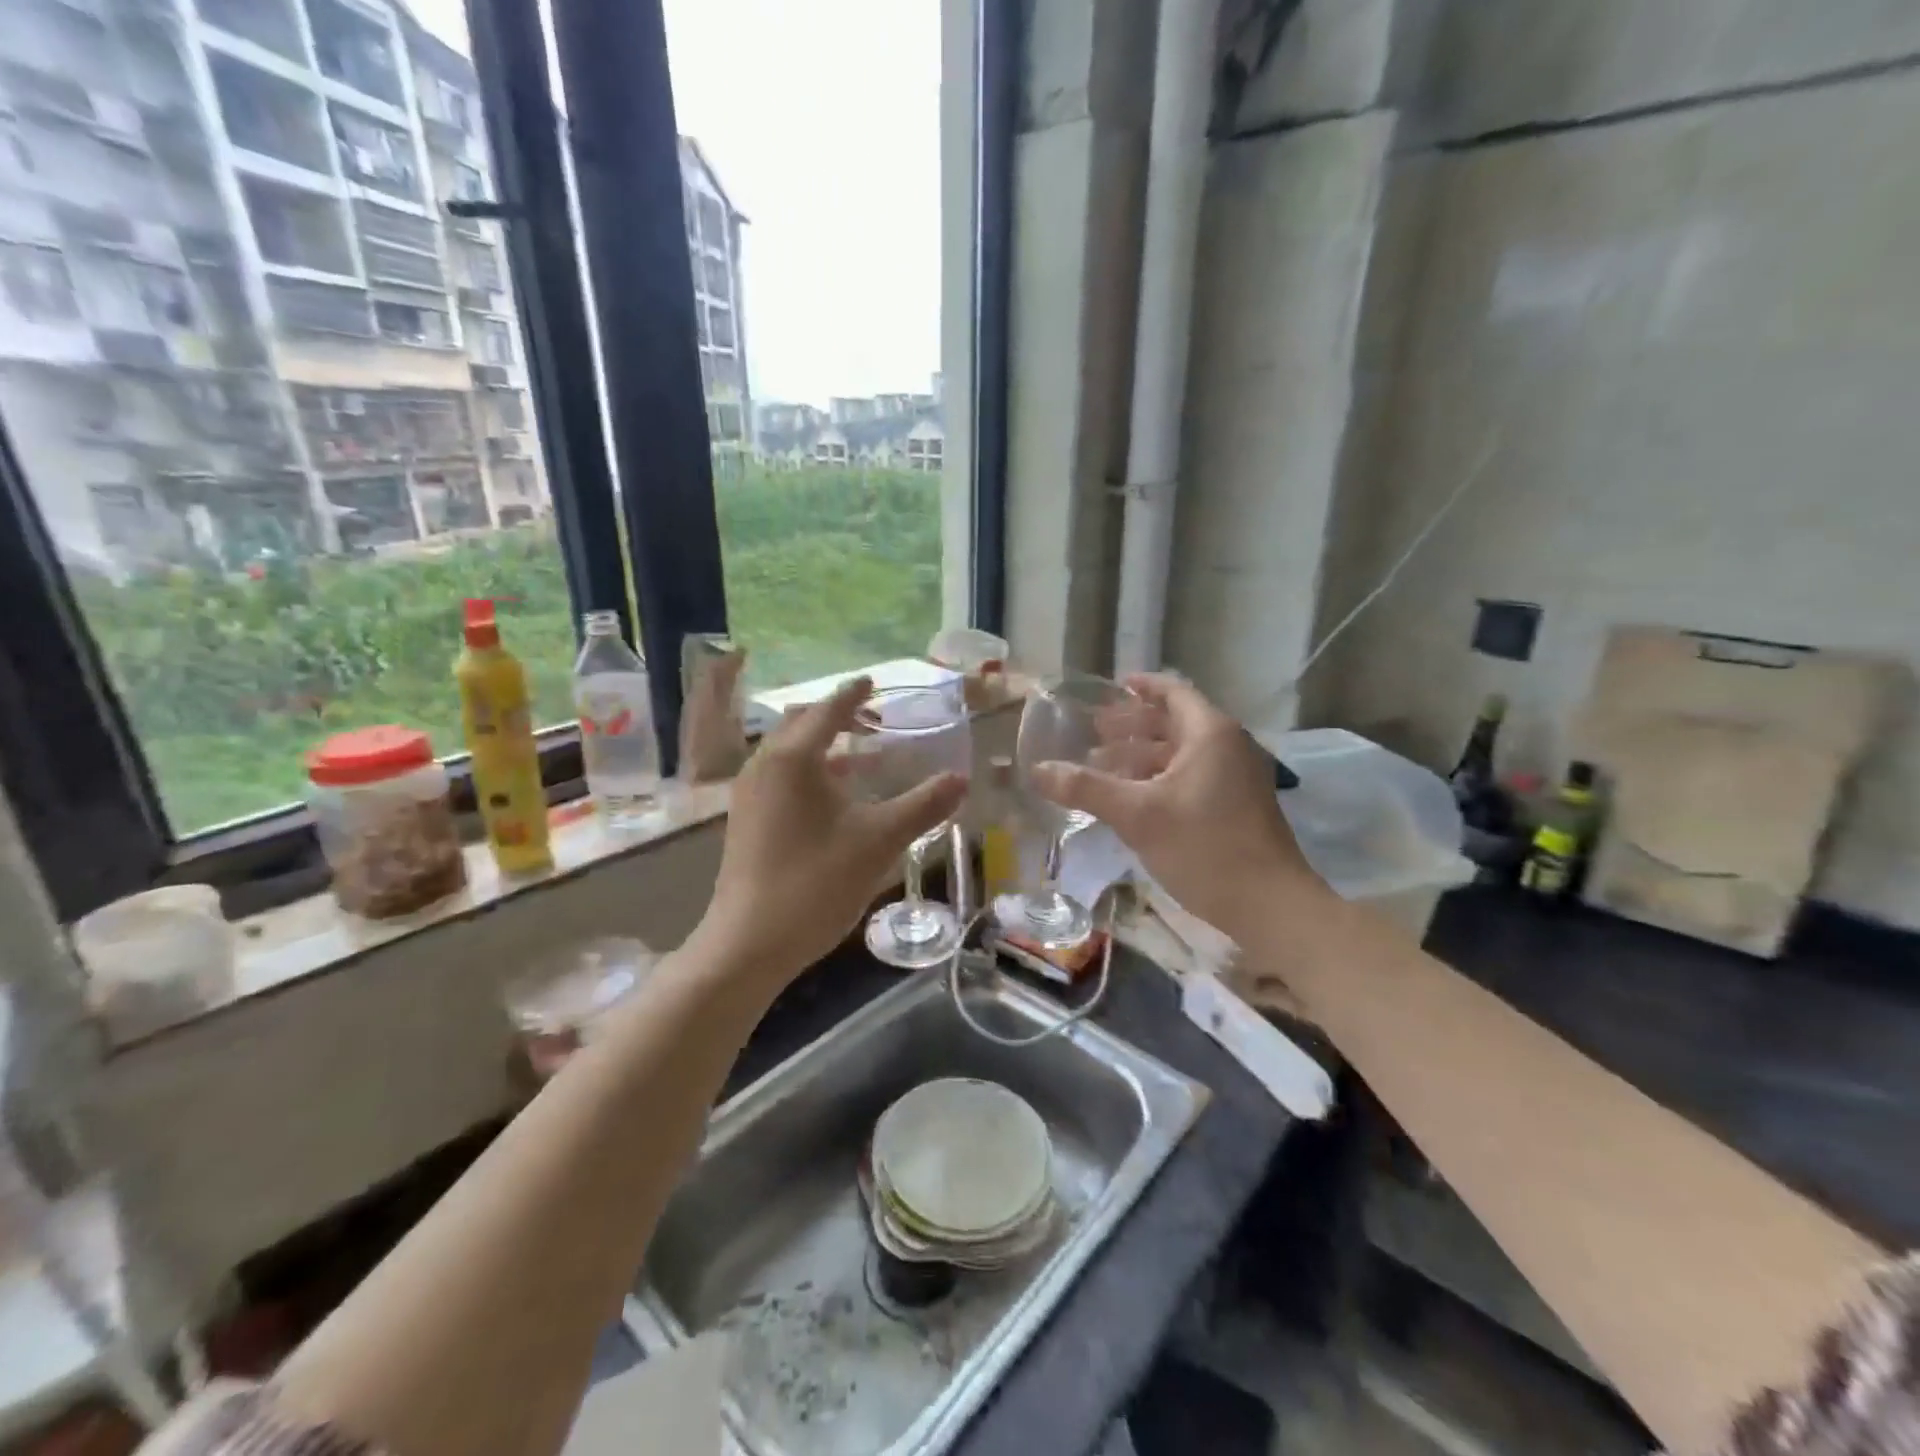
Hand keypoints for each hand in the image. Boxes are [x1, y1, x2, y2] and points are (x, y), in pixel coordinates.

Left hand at [694, 677, 967, 986]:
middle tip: (870, 718)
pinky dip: (806, 770)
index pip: (828, 710)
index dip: (853, 695)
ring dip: (820, 745)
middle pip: (800, 724)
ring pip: (786, 752)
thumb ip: (923, 806)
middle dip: (834, 716)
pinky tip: (831, 797)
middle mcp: (763, 765)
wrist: (749, 943)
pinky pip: (778, 776)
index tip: (871, 681)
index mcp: (793, 758)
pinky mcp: (743, 820)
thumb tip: (962, 779)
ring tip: (857, 756)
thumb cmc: (816, 883)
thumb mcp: (879, 841)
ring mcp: (748, 794)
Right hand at [1031, 674, 1321, 938]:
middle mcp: (1228, 747)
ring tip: (1101, 767)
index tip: (1111, 686)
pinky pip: (1191, 777)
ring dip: (1142, 756)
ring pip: (1181, 754)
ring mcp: (1236, 778)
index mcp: (1210, 734)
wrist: (1270, 905)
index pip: (1173, 692)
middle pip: (1174, 722)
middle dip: (1132, 725)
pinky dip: (1158, 779)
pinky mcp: (1236, 807)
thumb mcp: (1137, 815)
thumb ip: (1086, 788)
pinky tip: (1131, 800)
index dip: (1141, 686)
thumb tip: (1037, 769)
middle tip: (1092, 732)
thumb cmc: (1204, 847)